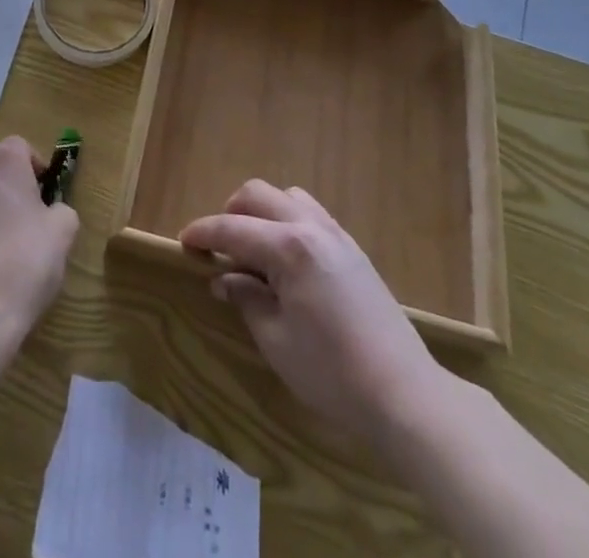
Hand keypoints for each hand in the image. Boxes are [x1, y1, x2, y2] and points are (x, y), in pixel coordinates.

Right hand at [180, 181, 446, 447]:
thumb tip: (224, 278)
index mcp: (288, 247)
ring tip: (254, 253)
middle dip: (230, 213)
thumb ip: (246, 299)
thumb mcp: (276, 341)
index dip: (202, 233)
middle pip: (258, 194)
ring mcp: (336, 234)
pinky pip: (310, 214)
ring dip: (262, 213)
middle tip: (219, 249)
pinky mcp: (352, 249)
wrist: (405, 394)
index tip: (183, 242)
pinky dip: (287, 223)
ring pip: (286, 197)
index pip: (232, 228)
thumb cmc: (332, 372)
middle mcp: (310, 227)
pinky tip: (286, 262)